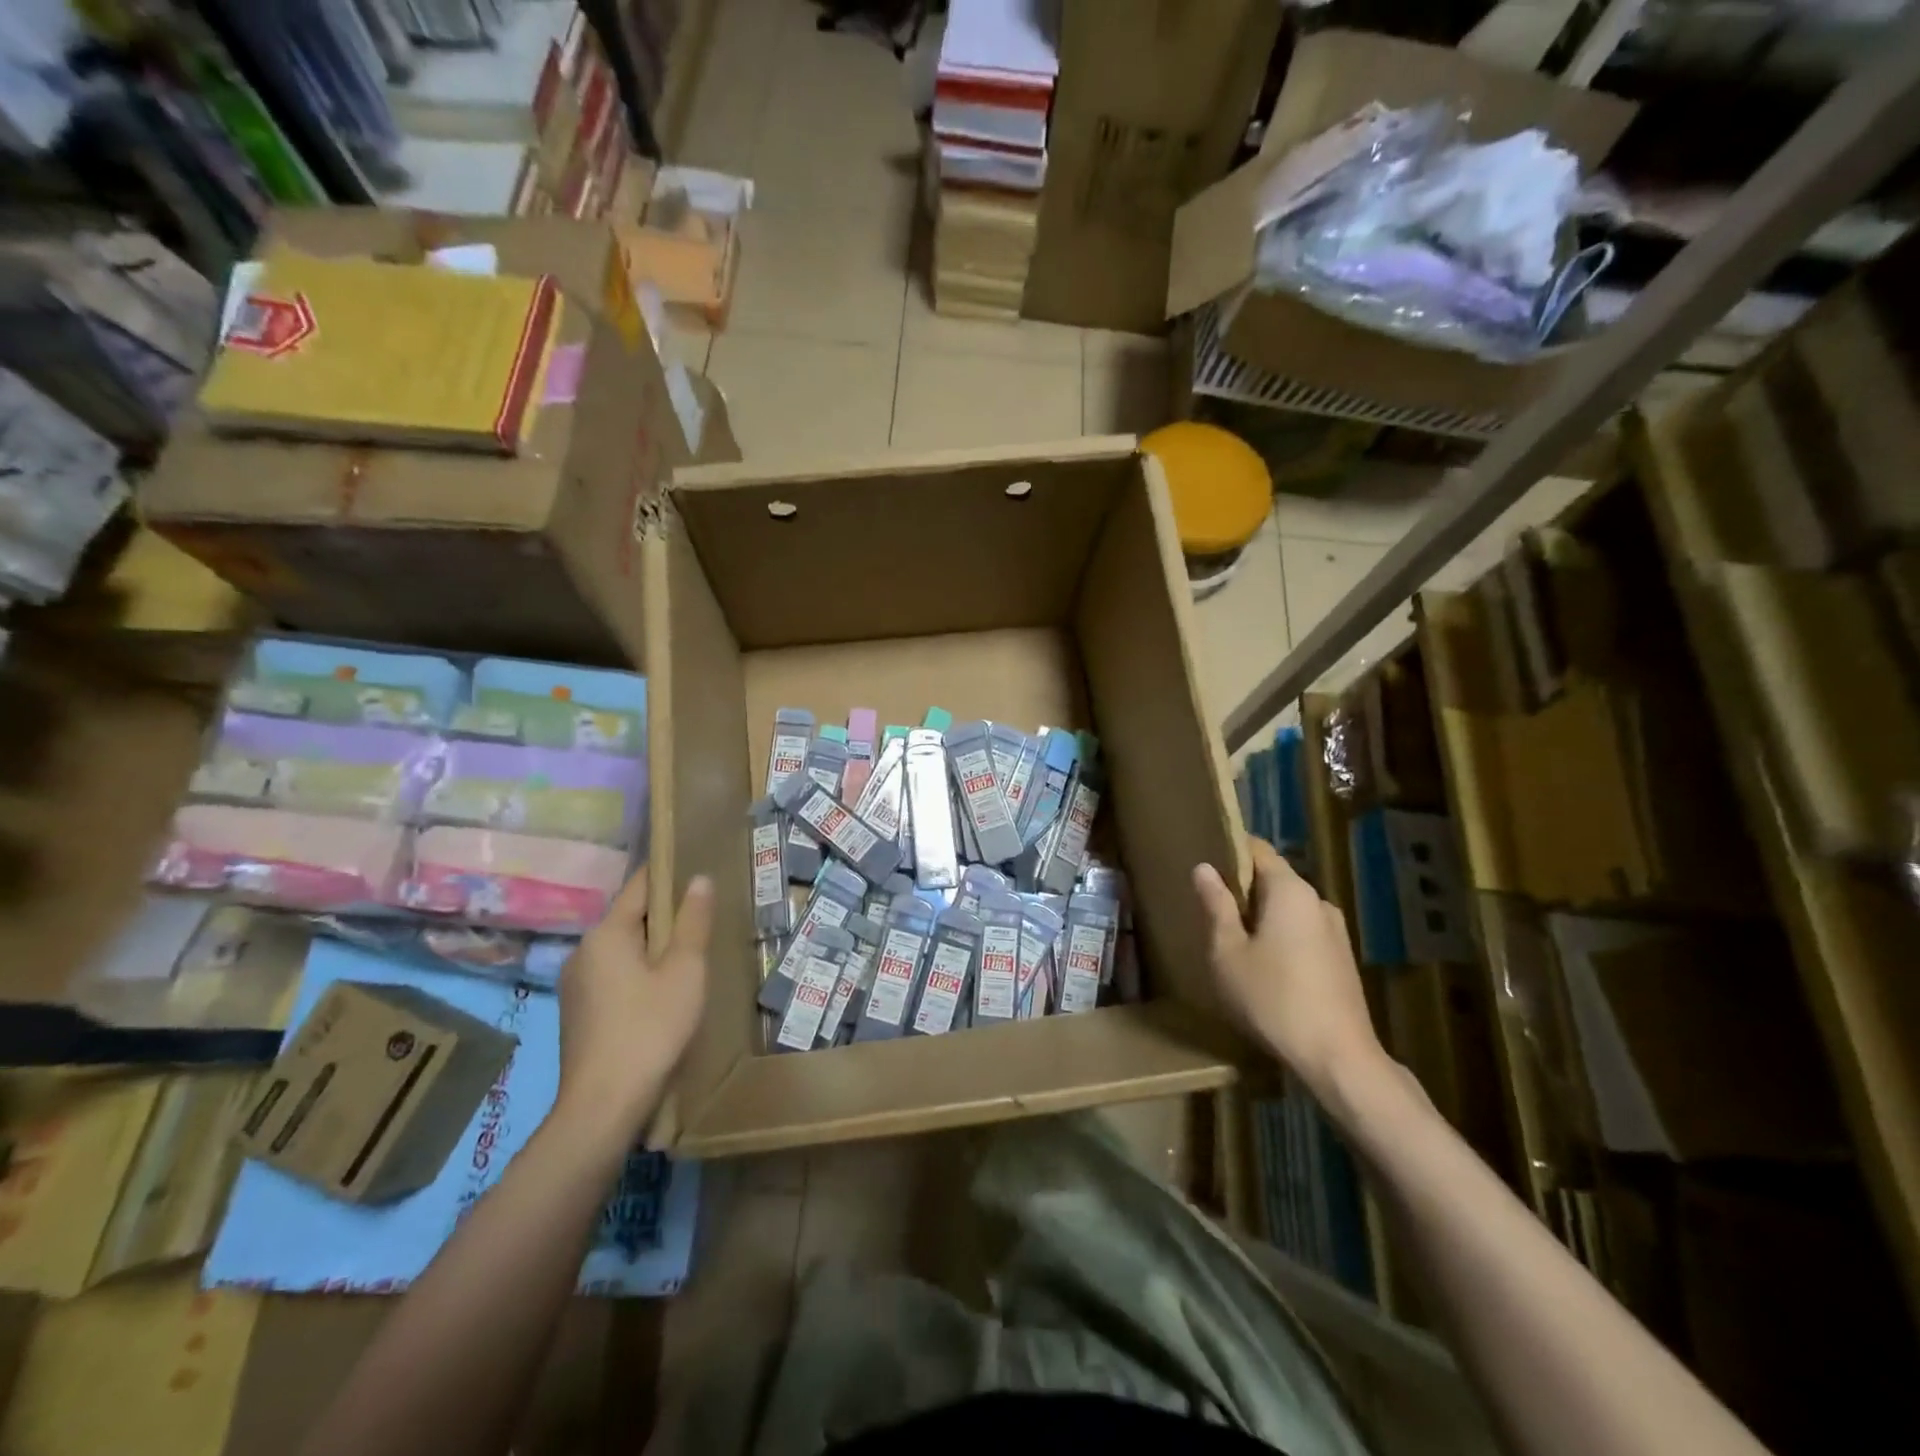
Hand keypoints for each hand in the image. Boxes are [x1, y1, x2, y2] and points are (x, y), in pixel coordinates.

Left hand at [553, 868, 712, 1149]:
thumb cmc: (651, 1029)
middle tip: (704, 922)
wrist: (603, 1107)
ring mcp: (575, 985)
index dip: (670, 874)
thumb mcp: (685, 971)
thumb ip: (693, 922)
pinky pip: (613, 977)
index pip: (640, 886)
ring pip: (622, 951)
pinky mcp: (577, 1014)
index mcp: (605, 934)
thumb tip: (698, 878)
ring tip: (689, 959)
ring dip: (652, 949)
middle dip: (665, 918)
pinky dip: (638, 975)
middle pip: (630, 919)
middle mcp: (582, 952)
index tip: (697, 867)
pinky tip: (662, 995)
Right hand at [1193, 837, 1387, 1101]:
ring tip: (1232, 938)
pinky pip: (1303, 932)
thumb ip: (1216, 906)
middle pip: (1274, 879)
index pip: (1259, 849)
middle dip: (1243, 887)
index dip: (1230, 849)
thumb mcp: (1228, 953)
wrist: (1339, 1058)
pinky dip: (1280, 937)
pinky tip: (1263, 966)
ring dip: (1261, 916)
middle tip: (1209, 905)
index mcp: (1290, 891)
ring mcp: (1335, 931)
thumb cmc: (1273, 999)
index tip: (1205, 858)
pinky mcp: (1342, 959)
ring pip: (1288, 909)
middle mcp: (1318, 901)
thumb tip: (1204, 868)